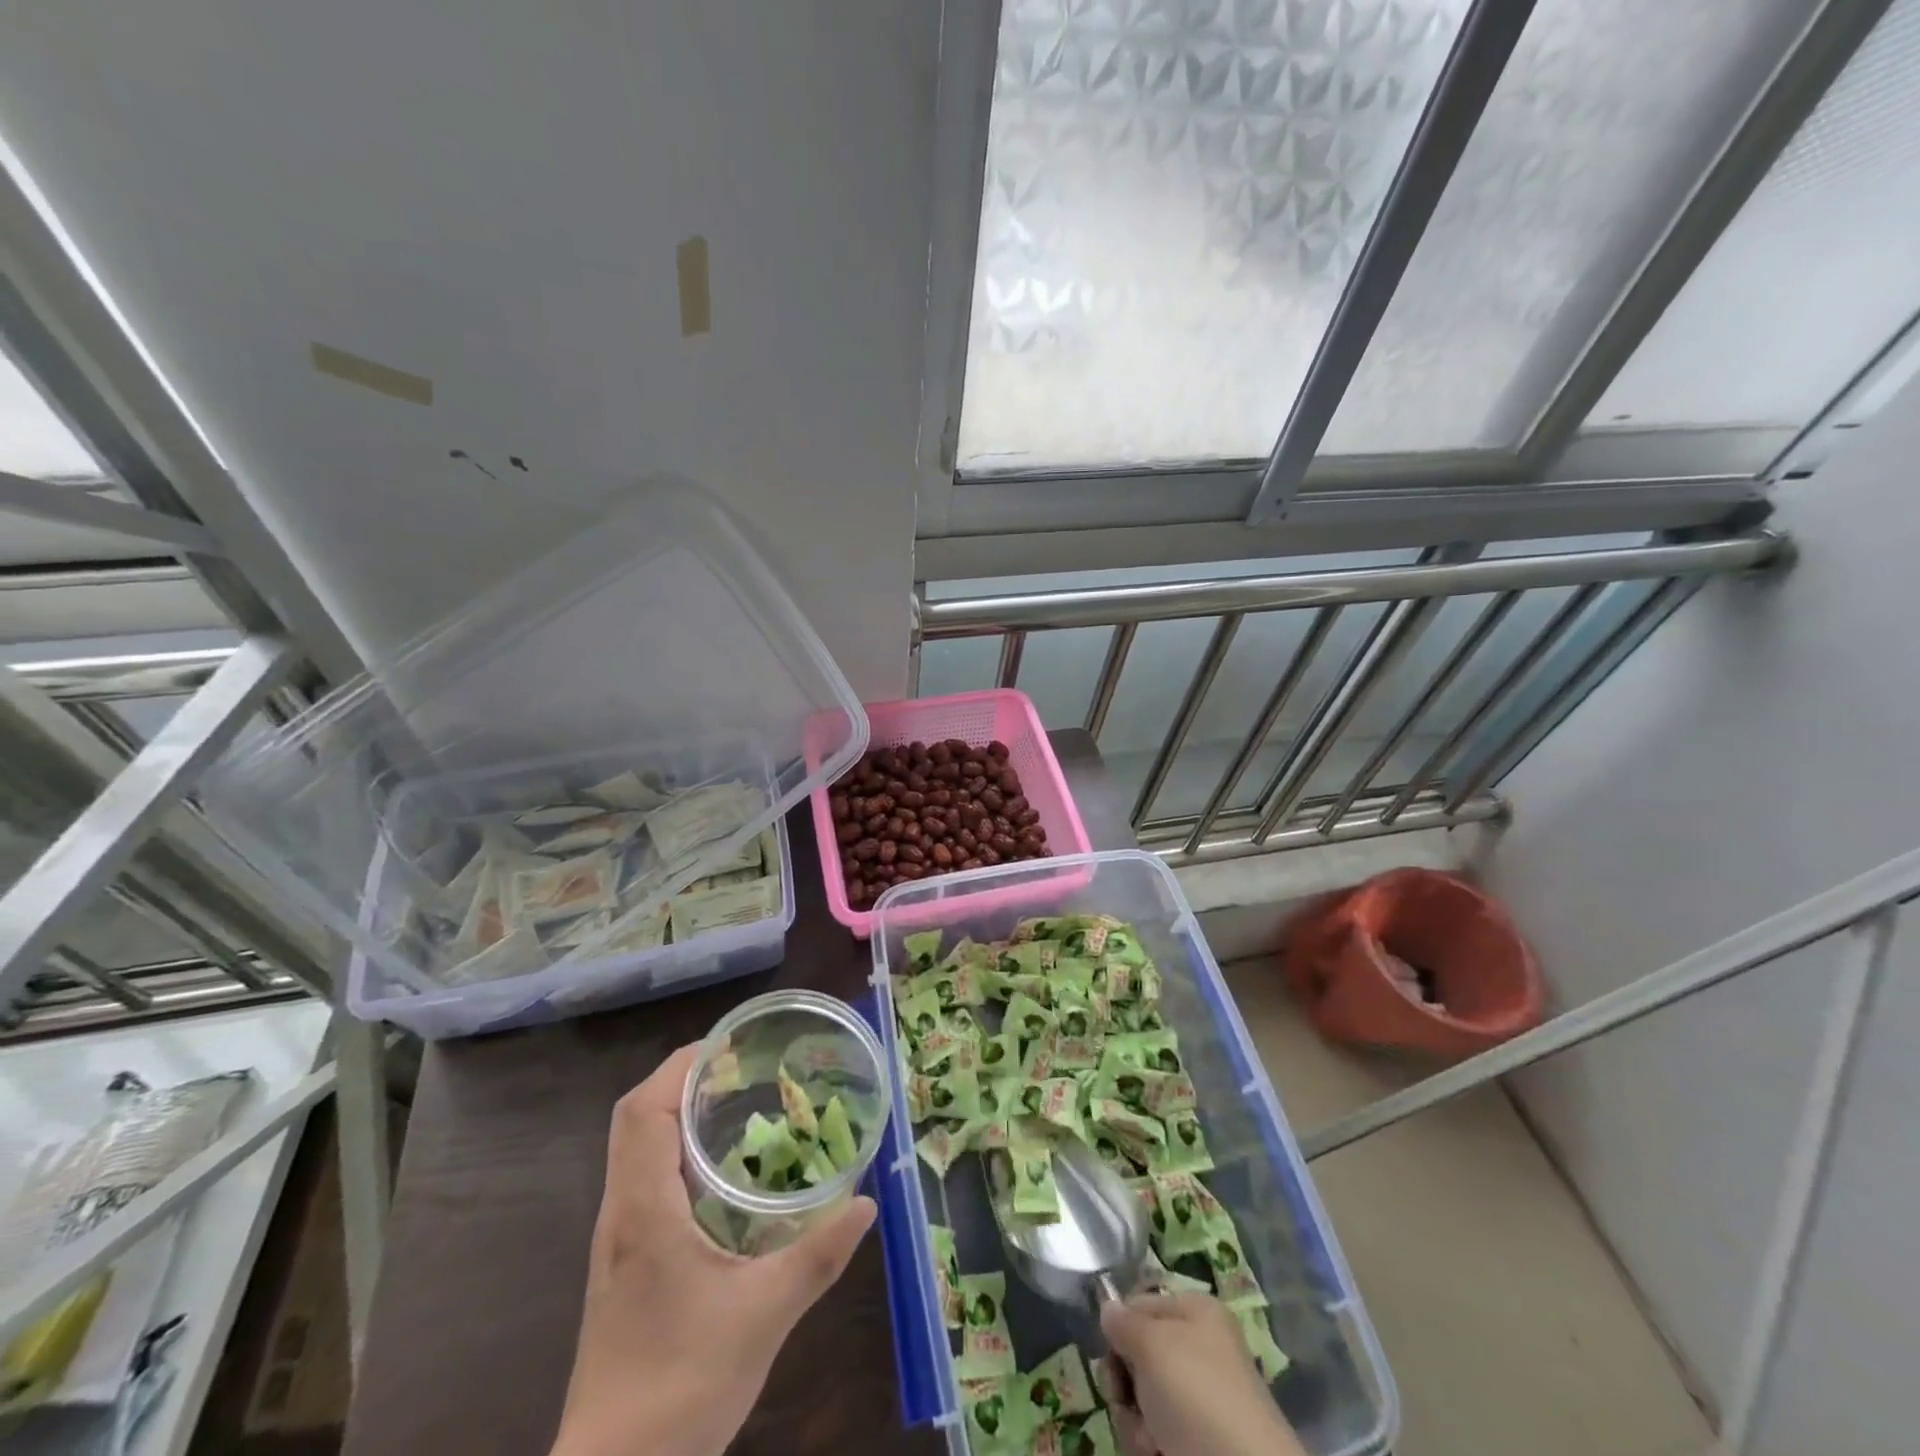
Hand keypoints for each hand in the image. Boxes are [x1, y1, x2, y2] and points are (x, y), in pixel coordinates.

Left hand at [553, 1044, 876, 1455]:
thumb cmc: (681, 1389)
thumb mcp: (763, 1318)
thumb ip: (817, 1257)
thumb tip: (866, 1203)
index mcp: (643, 1211)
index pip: (642, 1111)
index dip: (681, 1066)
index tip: (730, 1046)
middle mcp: (620, 1213)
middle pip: (635, 1118)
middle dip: (684, 1079)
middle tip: (743, 1068)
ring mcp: (617, 1238)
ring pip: (636, 1147)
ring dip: (678, 1112)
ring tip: (738, 1101)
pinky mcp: (623, 1261)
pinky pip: (643, 1177)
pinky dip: (676, 1149)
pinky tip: (722, 1171)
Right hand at [1099, 1293, 1306, 1455]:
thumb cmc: (1198, 1397)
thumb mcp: (1152, 1345)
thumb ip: (1122, 1323)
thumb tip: (1108, 1308)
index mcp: (1195, 1313)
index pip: (1137, 1305)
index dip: (1119, 1330)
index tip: (1112, 1356)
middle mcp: (1197, 1351)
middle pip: (1137, 1357)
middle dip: (1125, 1385)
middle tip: (1128, 1402)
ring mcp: (1198, 1401)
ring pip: (1142, 1401)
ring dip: (1135, 1423)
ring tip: (1152, 1443)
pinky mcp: (1196, 1444)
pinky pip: (1156, 1435)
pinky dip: (1150, 1447)